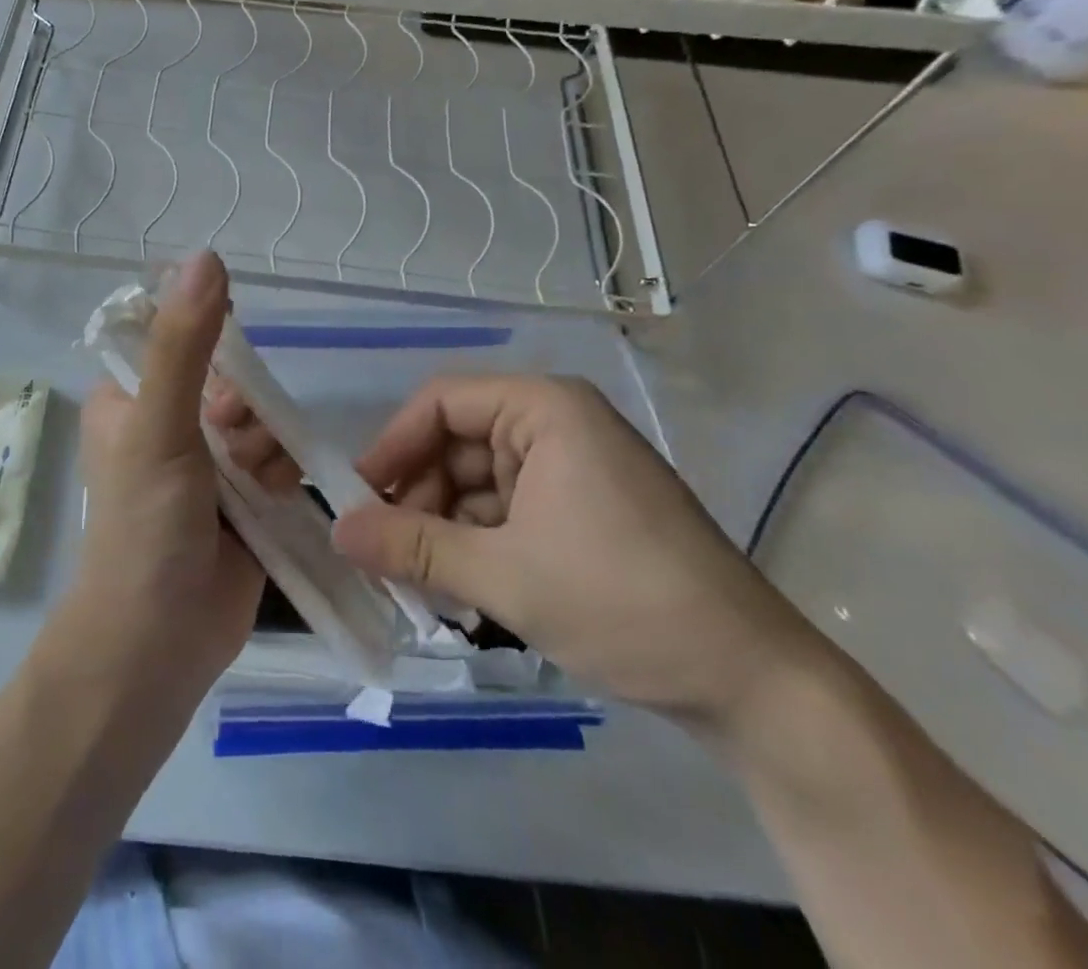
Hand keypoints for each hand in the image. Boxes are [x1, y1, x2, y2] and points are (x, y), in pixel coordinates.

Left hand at [58, 252, 262, 701]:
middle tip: (228, 444)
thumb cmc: (143, 527)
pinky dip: (281, 471)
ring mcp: (207, 463)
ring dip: (264, 443)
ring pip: (259, 417)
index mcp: (128, 397)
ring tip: (250, 483)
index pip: (177, 336)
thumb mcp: (158, 427)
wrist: (158, 645)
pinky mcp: (243, 498)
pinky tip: (273, 497)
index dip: (209, 342)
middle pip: (229, 378)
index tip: (221, 373)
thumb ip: (183, 345)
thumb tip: (206, 256)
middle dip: (241, 409)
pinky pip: (277, 456)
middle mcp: (166, 422)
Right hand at [335, 374, 828, 729]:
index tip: (358, 497)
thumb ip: (412, 548)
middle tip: (384, 552)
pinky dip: (478, 542)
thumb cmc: (621, 601)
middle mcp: (557, 424)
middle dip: (418, 496)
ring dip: (444, 526)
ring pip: (479, 482)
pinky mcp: (583, 510)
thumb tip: (336, 532)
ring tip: (419, 581)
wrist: (751, 683)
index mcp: (545, 409)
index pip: (442, 402)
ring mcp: (573, 468)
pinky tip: (461, 588)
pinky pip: (508, 510)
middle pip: (458, 443)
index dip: (393, 445)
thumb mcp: (503, 575)